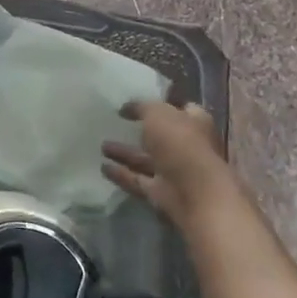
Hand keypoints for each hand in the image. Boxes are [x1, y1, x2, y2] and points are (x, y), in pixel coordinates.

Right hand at [101, 101, 239, 233]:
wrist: (194, 193)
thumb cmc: (180, 143)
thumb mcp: (157, 113)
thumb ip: (141, 107)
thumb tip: (126, 108)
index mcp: (194, 124)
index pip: (182, 110)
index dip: (163, 105)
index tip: (140, 104)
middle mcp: (187, 147)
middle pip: (161, 137)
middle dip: (140, 132)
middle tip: (116, 125)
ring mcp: (175, 172)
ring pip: (146, 160)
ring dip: (125, 153)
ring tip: (102, 146)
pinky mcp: (162, 193)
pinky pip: (138, 180)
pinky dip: (122, 175)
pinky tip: (103, 168)